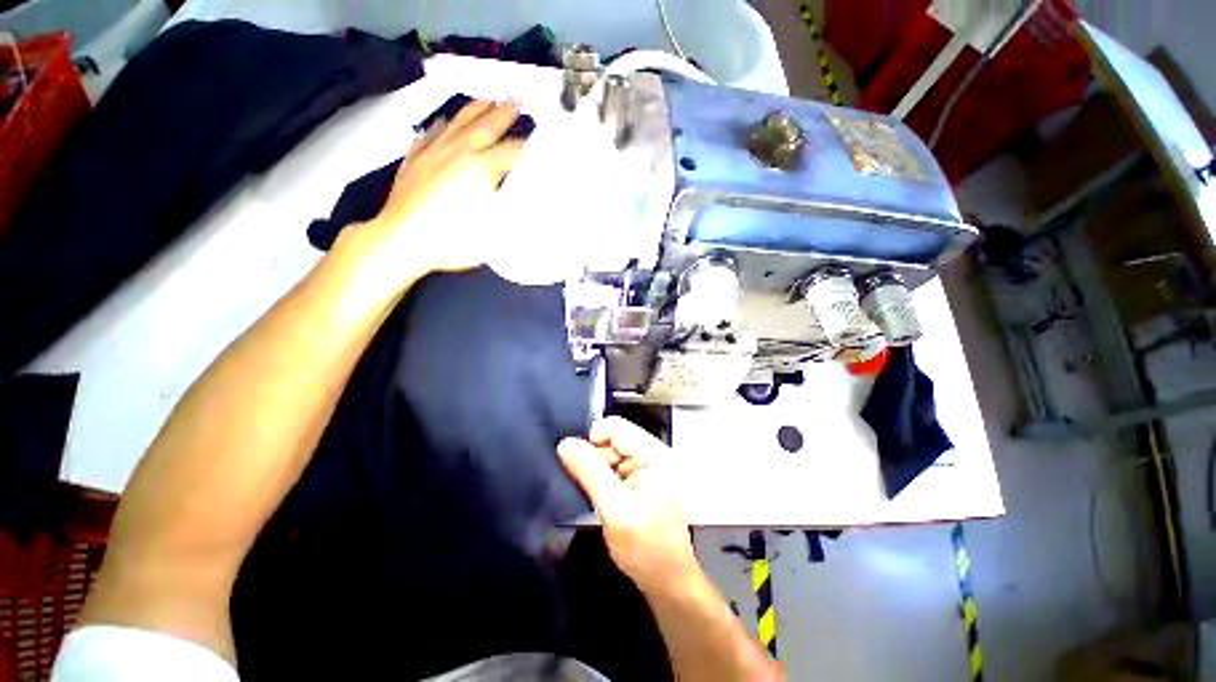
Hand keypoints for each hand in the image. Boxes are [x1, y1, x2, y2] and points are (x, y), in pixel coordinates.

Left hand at [343, 100, 525, 278]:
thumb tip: (520, 197)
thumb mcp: (491, 230)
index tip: (536, 145)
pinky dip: (438, 128)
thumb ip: (507, 209)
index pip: (510, 153)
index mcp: (480, 169)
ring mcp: (433, 154)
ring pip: (456, 124)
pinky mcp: (414, 162)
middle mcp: (457, 154)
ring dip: (473, 111)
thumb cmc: (450, 240)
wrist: (402, 241)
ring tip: (485, 100)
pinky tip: (443, 122)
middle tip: (515, 99)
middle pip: (484, 127)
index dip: (525, 148)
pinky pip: (429, 137)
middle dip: (502, 113)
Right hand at [558, 417, 700, 595]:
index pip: (616, 427)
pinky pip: (613, 468)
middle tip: (586, 487)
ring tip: (594, 495)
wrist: (668, 582)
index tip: (578, 465)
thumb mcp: (616, 510)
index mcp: (655, 455)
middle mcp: (653, 454)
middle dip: (593, 458)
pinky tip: (600, 497)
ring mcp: (647, 468)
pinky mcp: (640, 481)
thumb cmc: (647, 549)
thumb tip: (565, 444)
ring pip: (610, 454)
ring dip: (596, 470)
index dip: (592, 440)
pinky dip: (601, 479)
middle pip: (612, 439)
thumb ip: (590, 473)